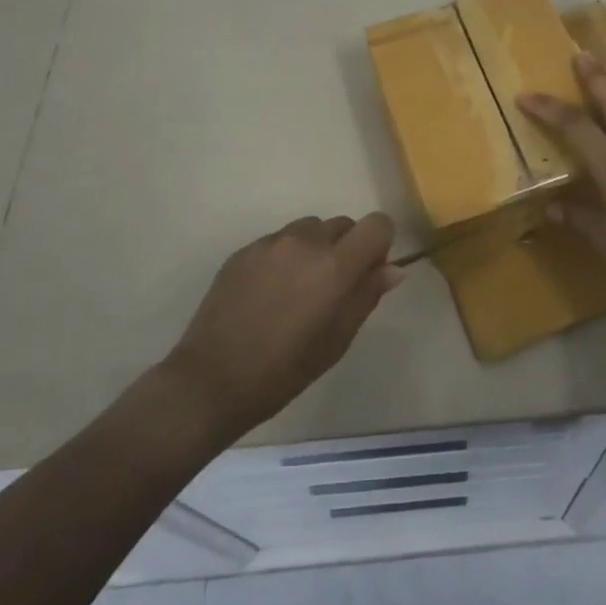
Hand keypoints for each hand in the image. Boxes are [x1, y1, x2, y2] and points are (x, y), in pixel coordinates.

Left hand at [163, 214, 403, 438]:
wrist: (212, 380)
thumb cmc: (284, 371)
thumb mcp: (337, 340)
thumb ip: (367, 296)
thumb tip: (394, 269)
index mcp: (334, 265)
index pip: (377, 224)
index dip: (380, 244)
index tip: (368, 273)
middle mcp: (305, 242)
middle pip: (343, 224)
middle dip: (347, 248)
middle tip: (333, 289)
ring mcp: (271, 242)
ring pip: (310, 229)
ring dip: (316, 249)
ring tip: (298, 289)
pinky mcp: (245, 249)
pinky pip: (280, 240)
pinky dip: (286, 256)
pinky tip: (270, 293)